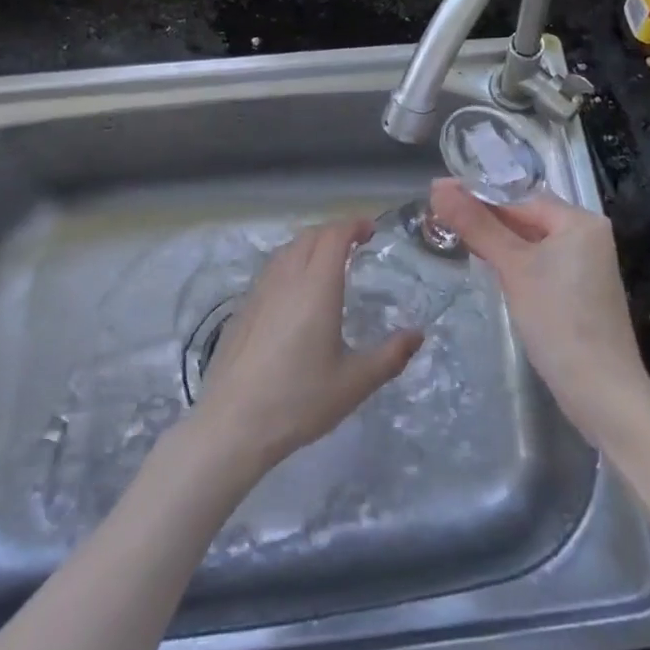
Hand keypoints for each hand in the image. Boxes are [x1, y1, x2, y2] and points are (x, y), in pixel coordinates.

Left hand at [191, 218, 421, 476]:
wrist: (232, 424)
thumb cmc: (298, 400)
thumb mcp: (354, 383)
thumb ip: (390, 356)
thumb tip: (418, 335)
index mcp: (317, 287)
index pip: (335, 236)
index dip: (354, 225)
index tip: (371, 230)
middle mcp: (287, 278)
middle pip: (311, 236)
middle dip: (334, 232)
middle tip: (355, 244)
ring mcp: (260, 291)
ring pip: (287, 250)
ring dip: (311, 244)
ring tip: (327, 262)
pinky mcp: (243, 309)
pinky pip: (271, 269)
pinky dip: (290, 263)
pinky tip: (295, 291)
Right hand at [430, 179, 649, 443]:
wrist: (602, 393)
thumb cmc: (558, 320)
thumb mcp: (513, 268)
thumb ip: (476, 225)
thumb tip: (438, 186)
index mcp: (580, 220)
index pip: (521, 198)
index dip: (480, 198)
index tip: (441, 203)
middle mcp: (588, 236)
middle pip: (528, 218)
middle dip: (487, 221)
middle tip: (441, 222)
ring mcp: (586, 266)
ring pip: (532, 243)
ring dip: (498, 243)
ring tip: (457, 241)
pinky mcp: (580, 292)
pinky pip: (541, 265)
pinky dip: (516, 264)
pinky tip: (491, 271)